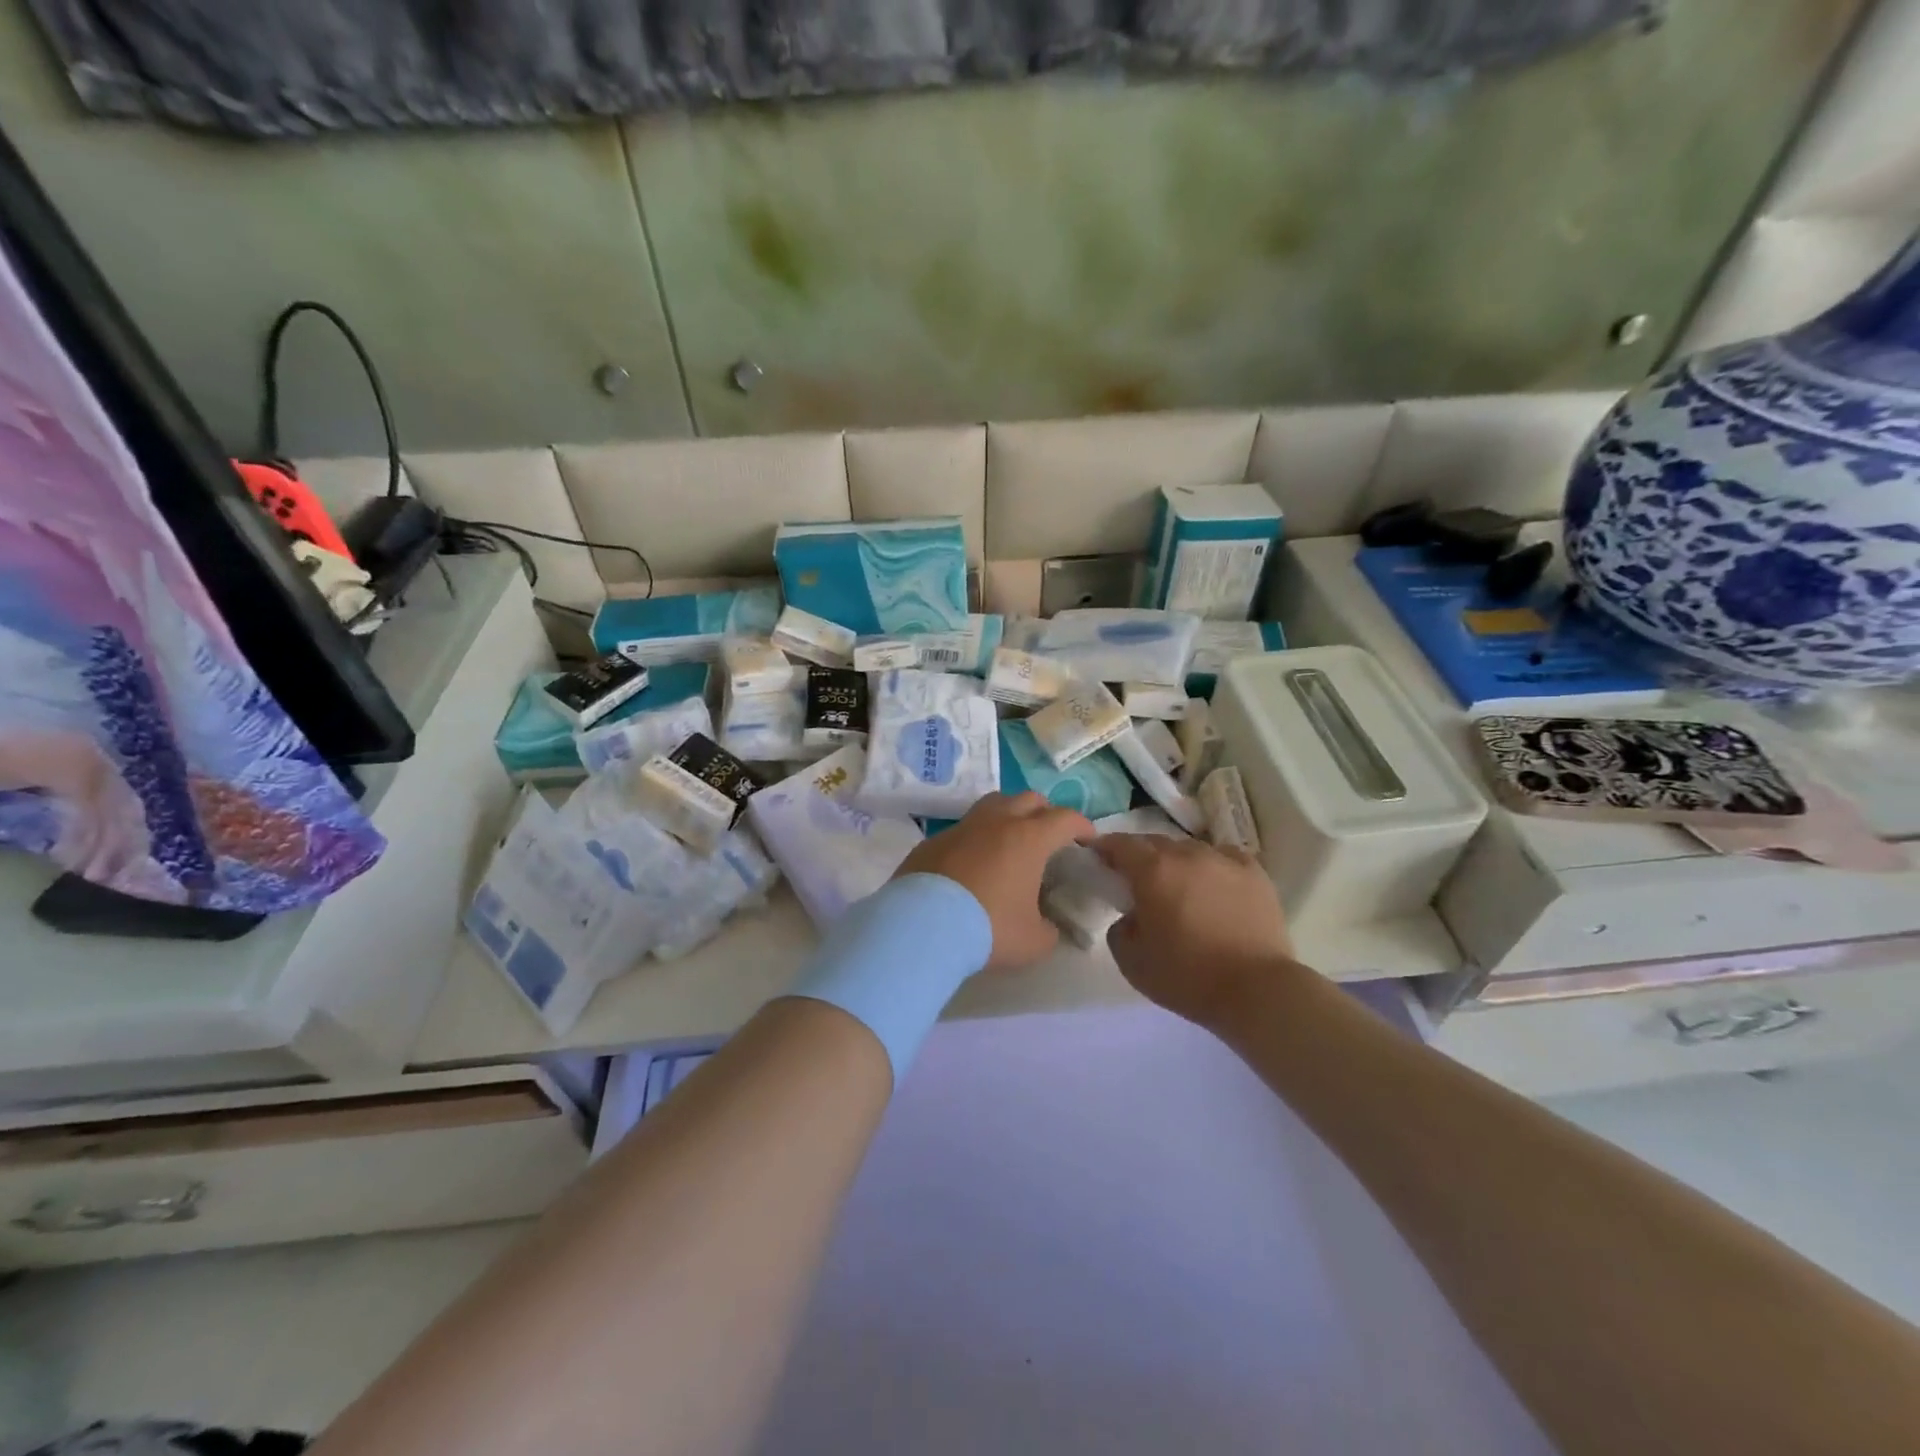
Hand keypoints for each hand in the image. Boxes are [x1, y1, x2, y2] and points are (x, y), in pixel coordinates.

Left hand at [896, 792, 1093, 968]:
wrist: (922, 926)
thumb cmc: (988, 928)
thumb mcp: (1033, 941)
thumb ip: (1049, 930)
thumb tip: (1047, 926)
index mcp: (1029, 838)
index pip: (1065, 818)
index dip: (1082, 826)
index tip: (1088, 839)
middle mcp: (997, 822)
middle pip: (1029, 799)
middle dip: (1046, 812)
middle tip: (1050, 836)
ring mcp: (962, 827)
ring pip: (993, 804)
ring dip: (1009, 815)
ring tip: (1012, 840)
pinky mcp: (933, 840)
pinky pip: (963, 829)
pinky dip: (976, 838)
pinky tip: (973, 862)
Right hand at [1096, 834, 1296, 1027]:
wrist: (1256, 990)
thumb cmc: (1187, 977)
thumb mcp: (1131, 961)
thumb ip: (1120, 929)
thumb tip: (1131, 916)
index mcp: (1153, 871)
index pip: (1120, 844)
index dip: (1105, 847)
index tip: (1097, 856)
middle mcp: (1187, 855)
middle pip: (1155, 842)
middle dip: (1141, 856)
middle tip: (1137, 878)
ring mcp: (1224, 860)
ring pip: (1190, 849)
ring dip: (1177, 862)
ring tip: (1179, 885)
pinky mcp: (1254, 873)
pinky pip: (1223, 858)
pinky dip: (1212, 866)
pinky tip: (1214, 885)